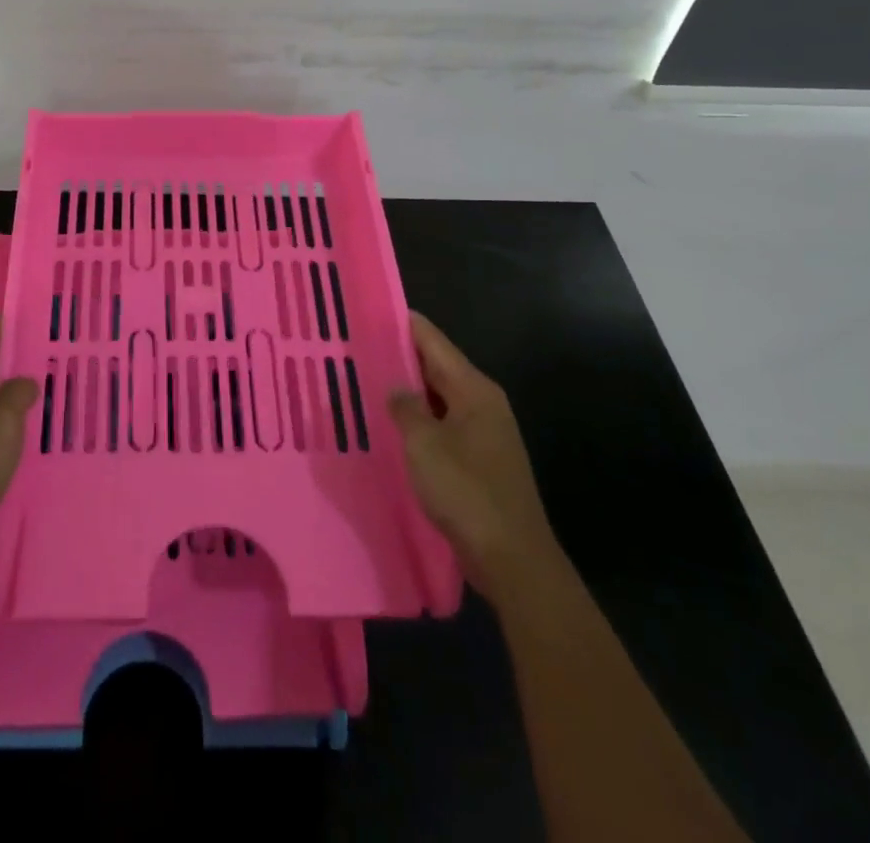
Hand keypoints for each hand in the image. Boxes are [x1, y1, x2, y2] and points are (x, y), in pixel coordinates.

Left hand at [0, 317, 38, 580]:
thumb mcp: (2, 421)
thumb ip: (19, 391)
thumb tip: (26, 383)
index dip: (19, 321)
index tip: (52, 314)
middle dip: (23, 355)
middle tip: (65, 349)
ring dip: (18, 389)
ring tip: (58, 382)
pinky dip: (9, 417)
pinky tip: (36, 423)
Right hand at [389, 311, 559, 596]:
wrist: (512, 559)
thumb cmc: (466, 492)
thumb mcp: (424, 444)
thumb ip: (405, 407)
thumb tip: (396, 387)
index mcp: (474, 389)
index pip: (433, 341)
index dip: (403, 324)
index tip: (369, 311)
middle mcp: (482, 403)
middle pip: (437, 367)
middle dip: (400, 357)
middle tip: (357, 347)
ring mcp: (484, 433)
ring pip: (438, 398)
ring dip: (408, 392)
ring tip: (365, 382)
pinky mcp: (479, 460)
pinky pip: (442, 425)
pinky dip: (419, 420)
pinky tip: (391, 427)